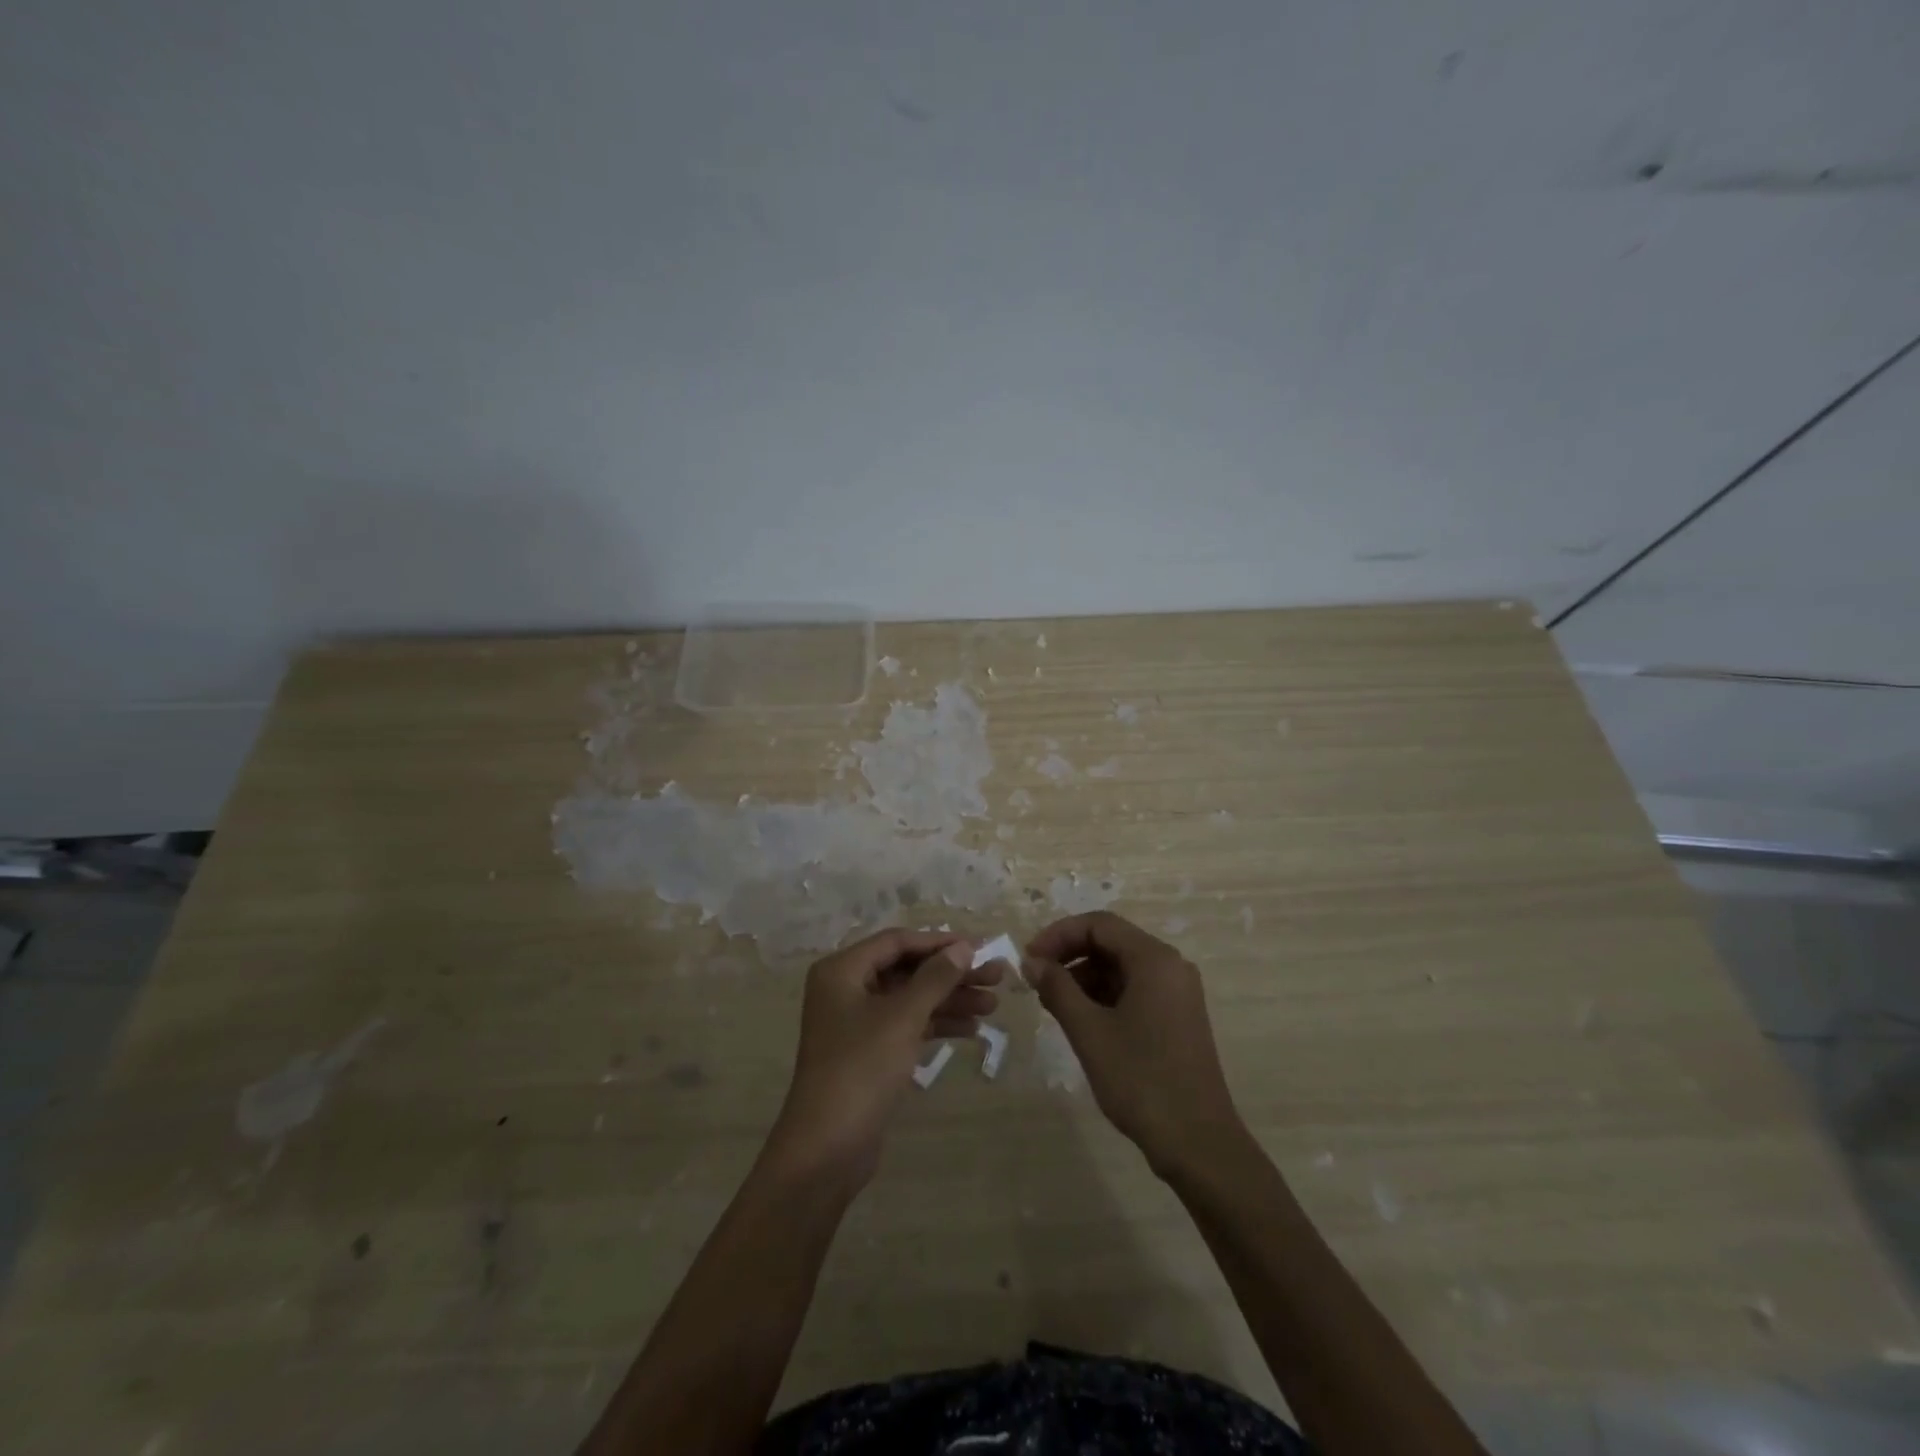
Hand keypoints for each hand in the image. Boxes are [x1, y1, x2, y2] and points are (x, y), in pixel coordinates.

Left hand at [768, 929, 1000, 1186]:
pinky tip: (971, 1030)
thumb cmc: (861, 1069)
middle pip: (907, 970)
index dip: (940, 943)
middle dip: (951, 974)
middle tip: (996, 977)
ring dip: (949, 1000)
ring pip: (910, 999)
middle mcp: (846, 989)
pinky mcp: (868, 1052)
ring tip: (993, 1005)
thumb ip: (935, 978)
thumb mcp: (902, 1017)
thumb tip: (964, 947)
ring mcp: (856, 1022)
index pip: (898, 942)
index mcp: (842, 970)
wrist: (826, 1149)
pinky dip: (935, 1024)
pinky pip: (906, 1025)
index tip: (980, 947)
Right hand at [1028, 912, 1243, 1177]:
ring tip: (1051, 1004)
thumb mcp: (1089, 1031)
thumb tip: (1031, 962)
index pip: (1099, 924)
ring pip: (1121, 967)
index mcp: (1154, 960)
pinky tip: (1079, 1019)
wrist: (1197, 1143)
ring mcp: (1177, 993)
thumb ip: (1057, 988)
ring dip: (1083, 976)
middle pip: (1111, 941)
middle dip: (1069, 955)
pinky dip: (1103, 995)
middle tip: (1035, 980)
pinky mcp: (1177, 1017)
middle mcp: (1170, 966)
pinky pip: (1134, 989)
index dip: (1059, 934)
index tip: (1029, 959)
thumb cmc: (1140, 1080)